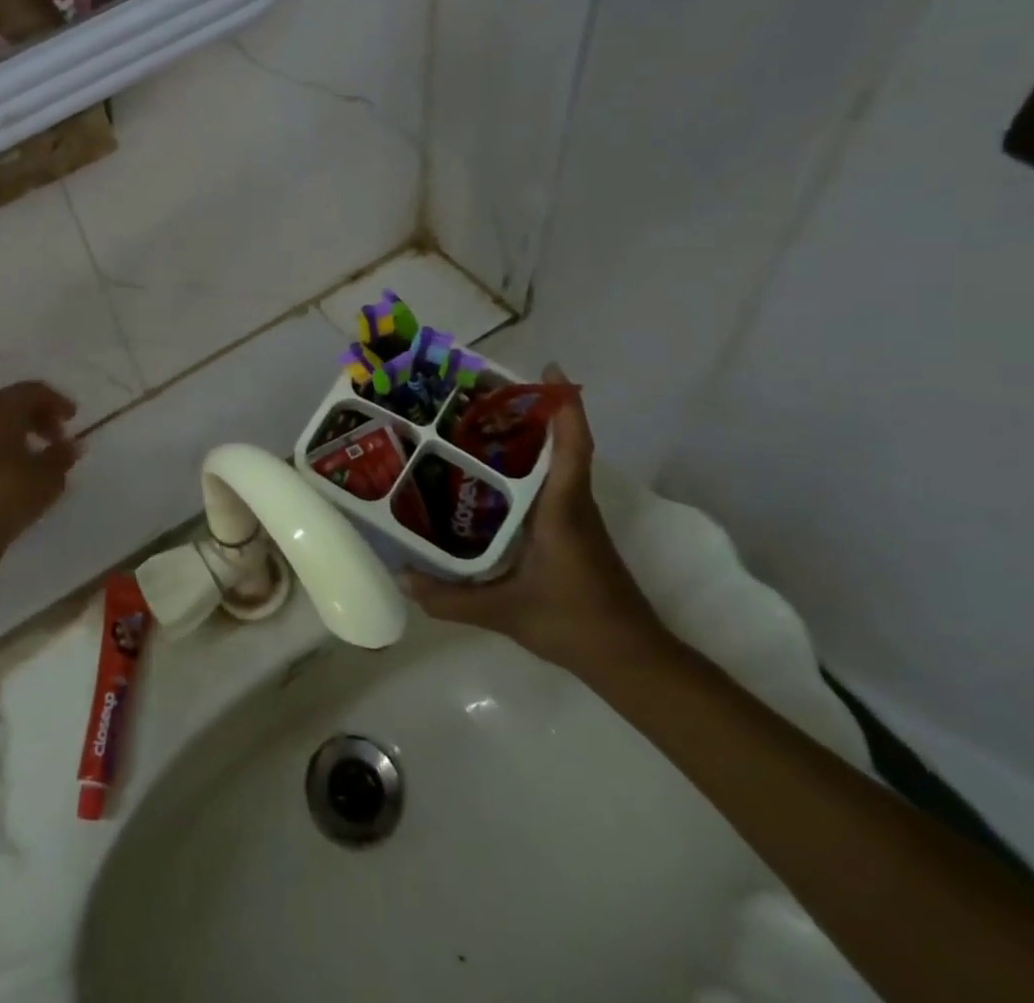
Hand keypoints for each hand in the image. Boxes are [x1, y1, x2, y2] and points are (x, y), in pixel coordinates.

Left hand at [0, 382, 80, 554]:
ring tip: (24, 459)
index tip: (72, 418)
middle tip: (53, 438)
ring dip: (6, 435)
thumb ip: (62, 456)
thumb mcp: (48, 478)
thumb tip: (70, 445)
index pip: (32, 391)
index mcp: (0, 409)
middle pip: (6, 404)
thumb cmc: (8, 495)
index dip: (56, 401)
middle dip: (32, 417)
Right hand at [402, 365, 665, 671]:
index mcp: (561, 510)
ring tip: (476, 424)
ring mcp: (575, 518)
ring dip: (526, 438)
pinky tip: (489, 478)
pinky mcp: (573, 532)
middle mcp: (572, 504)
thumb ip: (450, 597)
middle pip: (557, 444)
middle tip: (482, 393)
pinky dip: (525, 468)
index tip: (550, 371)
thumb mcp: (504, 612)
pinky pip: (549, 485)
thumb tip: (401, 578)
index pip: (571, 448)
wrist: (632, 661)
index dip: (564, 406)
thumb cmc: (575, 624)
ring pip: (554, 463)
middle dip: (529, 411)